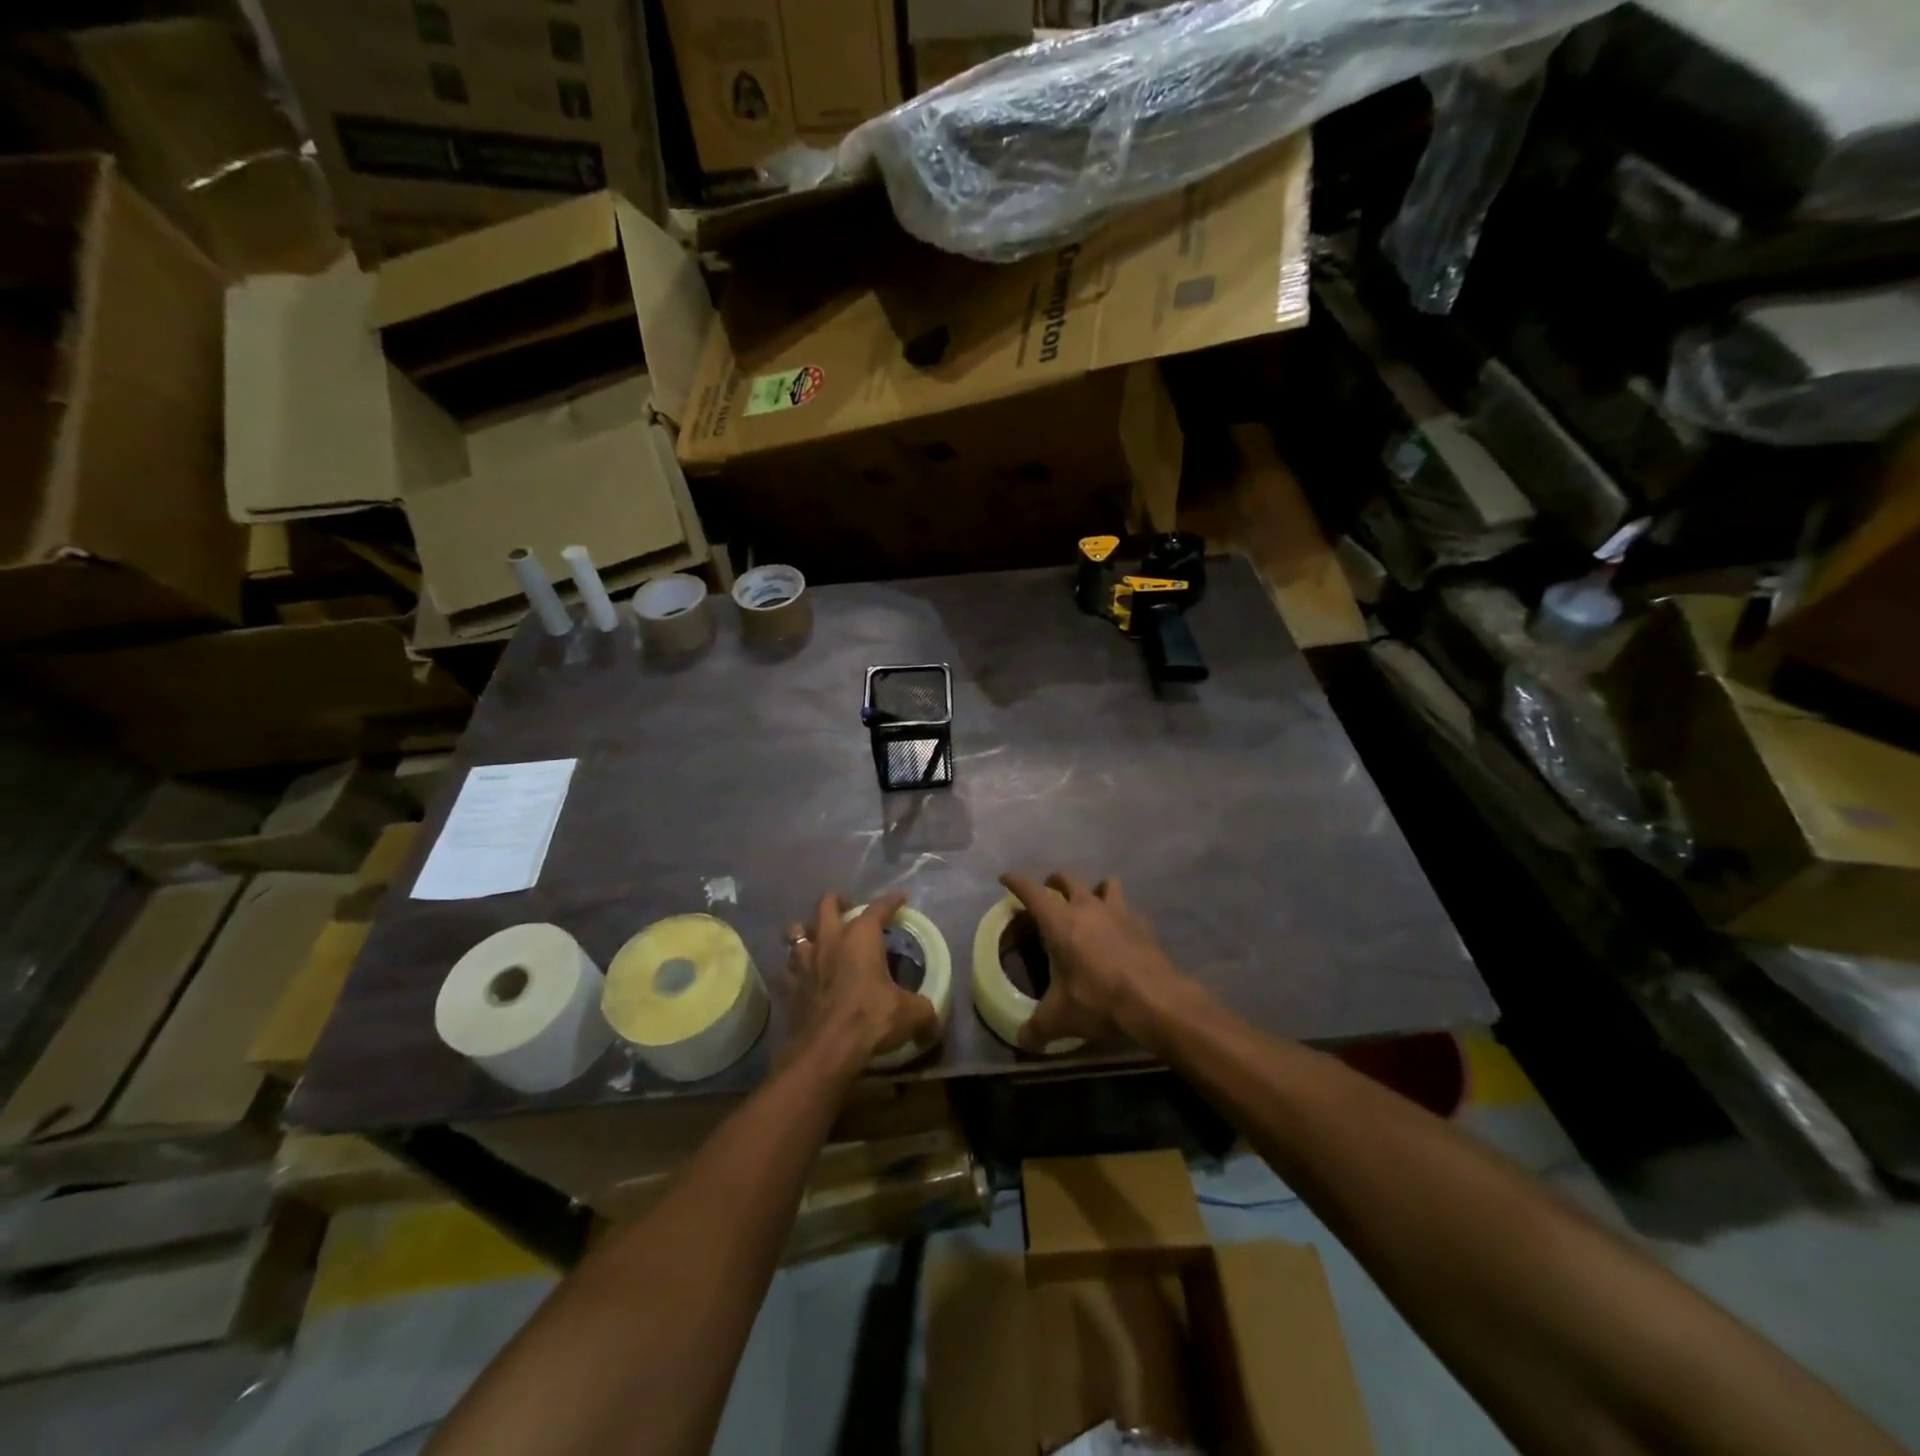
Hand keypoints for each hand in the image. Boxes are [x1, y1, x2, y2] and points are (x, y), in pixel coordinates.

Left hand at [784, 891, 939, 1070]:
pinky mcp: (789, 986)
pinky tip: (802, 976)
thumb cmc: (870, 1019)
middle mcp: (830, 940)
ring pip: (796, 931)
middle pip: (826, 904)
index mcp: (861, 937)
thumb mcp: (910, 1014)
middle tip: (849, 908)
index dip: (892, 901)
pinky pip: (787, 968)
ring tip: (819, 938)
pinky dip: (794, 968)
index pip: (878, 908)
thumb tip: (934, 1020)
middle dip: (838, 901)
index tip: (901, 899)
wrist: (826, 1050)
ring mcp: (805, 962)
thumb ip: (924, 1011)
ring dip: (807, 931)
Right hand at [1000, 872, 1194, 1052]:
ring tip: (1090, 905)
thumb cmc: (1098, 999)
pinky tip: (1119, 931)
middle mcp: (1087, 907)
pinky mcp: (1142, 924)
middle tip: (1049, 894)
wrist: (1155, 999)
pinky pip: (1127, 908)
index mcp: (1059, 921)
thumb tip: (1022, 1041)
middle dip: (1054, 882)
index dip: (1016, 881)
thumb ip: (1037, 1028)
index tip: (1005, 877)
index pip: (1031, 891)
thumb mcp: (1060, 1018)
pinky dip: (1120, 913)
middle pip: (1067, 878)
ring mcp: (1118, 911)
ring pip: (1104, 883)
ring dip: (1093, 889)